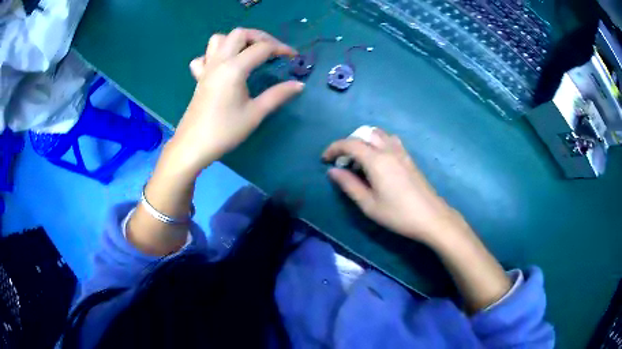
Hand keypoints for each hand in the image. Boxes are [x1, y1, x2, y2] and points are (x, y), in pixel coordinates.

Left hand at [169, 28, 304, 172]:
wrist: (193, 145)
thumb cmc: (224, 131)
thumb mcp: (255, 114)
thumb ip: (278, 95)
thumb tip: (299, 85)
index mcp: (234, 68)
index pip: (262, 48)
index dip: (281, 49)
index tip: (294, 57)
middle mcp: (219, 62)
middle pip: (240, 34)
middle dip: (260, 37)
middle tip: (272, 50)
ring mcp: (207, 68)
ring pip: (219, 39)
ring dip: (236, 41)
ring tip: (248, 53)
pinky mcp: (199, 77)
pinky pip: (204, 56)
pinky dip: (215, 54)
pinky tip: (223, 66)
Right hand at [322, 128, 461, 245]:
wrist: (431, 217)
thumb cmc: (398, 214)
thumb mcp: (369, 204)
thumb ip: (349, 185)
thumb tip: (333, 171)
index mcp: (376, 160)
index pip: (350, 144)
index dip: (334, 148)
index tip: (325, 159)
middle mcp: (388, 150)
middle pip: (364, 133)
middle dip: (349, 143)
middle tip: (343, 161)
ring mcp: (401, 152)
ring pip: (379, 134)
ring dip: (365, 140)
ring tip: (360, 159)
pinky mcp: (409, 157)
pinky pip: (390, 140)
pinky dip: (378, 143)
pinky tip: (378, 161)